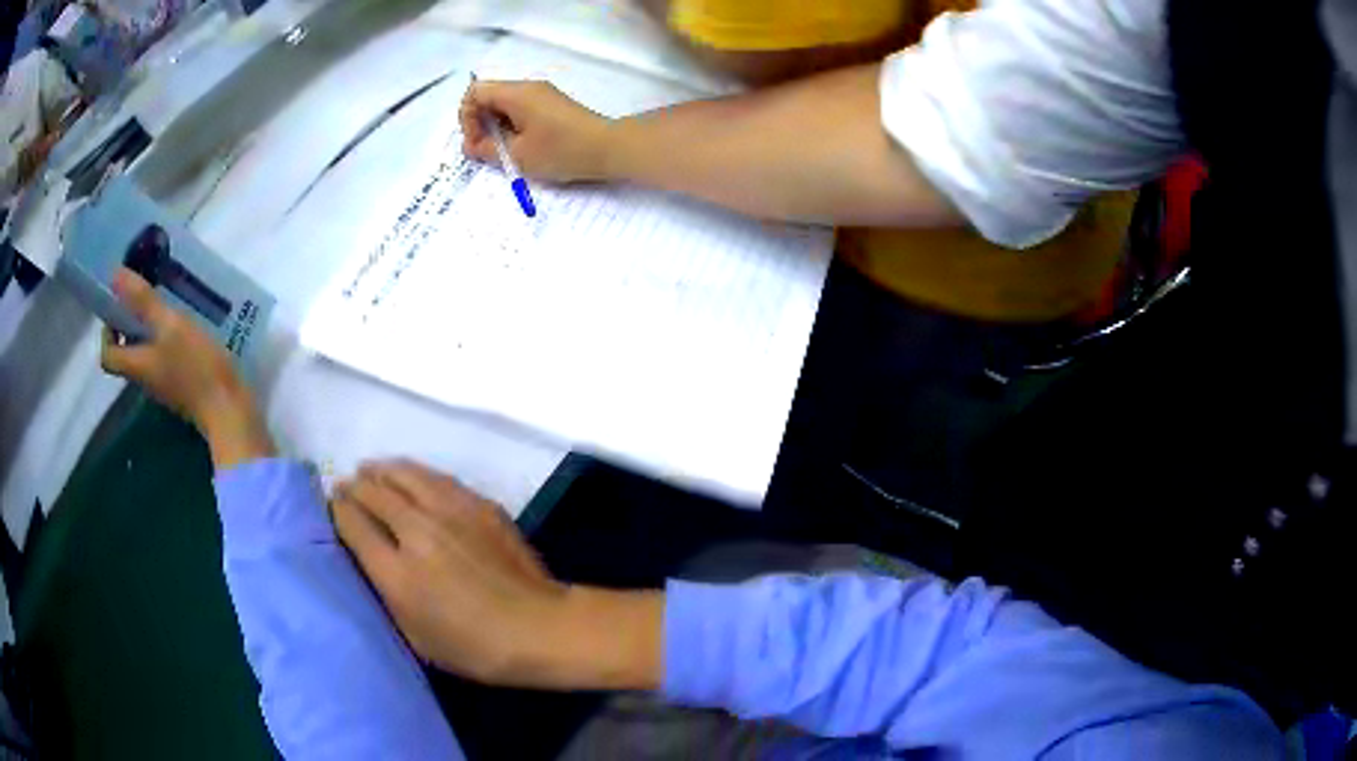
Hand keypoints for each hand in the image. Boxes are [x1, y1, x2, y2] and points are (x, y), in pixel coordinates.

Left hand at [100, 268, 272, 468]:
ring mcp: (165, 386)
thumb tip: (114, 275)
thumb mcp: (170, 325)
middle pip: (127, 354)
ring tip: (168, 305)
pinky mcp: (183, 388)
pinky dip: (169, 342)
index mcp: (136, 366)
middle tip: (145, 297)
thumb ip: (143, 301)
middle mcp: (145, 378)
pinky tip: (188, 327)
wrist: (230, 412)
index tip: (117, 308)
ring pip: (147, 356)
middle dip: (130, 326)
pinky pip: (166, 360)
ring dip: (150, 332)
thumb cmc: (197, 368)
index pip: (108, 356)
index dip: (107, 333)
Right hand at [333, 460, 661, 689]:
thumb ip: (386, 593)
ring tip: (369, 470)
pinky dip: (414, 473)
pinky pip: (437, 478)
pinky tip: (411, 476)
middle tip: (345, 485)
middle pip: (374, 492)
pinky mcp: (479, 504)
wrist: (538, 626)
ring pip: (404, 475)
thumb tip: (370, 558)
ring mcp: (451, 512)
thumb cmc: (474, 647)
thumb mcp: (415, 636)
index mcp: (397, 571)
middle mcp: (417, 531)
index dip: (337, 510)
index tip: (332, 506)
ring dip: (381, 471)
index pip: (353, 524)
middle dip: (354, 486)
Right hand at [460, 80, 613, 183]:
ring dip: (497, 128)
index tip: (476, 142)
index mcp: (516, 93)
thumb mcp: (518, 155)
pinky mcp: (553, 106)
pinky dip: (513, 127)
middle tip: (486, 152)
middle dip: (480, 123)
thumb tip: (471, 146)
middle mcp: (528, 88)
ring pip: (505, 105)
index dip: (467, 117)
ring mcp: (542, 95)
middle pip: (489, 97)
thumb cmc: (561, 150)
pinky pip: (521, 110)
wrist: (609, 148)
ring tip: (504, 153)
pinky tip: (521, 148)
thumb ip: (487, 149)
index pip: (476, 92)